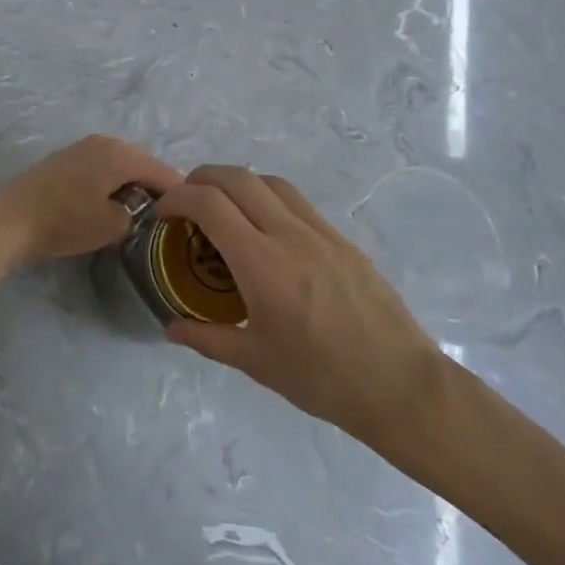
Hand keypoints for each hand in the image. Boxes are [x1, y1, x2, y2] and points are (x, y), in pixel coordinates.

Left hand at [0, 135, 181, 267]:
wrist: (11, 217)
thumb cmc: (65, 221)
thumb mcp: (111, 226)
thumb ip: (135, 215)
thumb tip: (136, 210)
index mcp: (122, 154)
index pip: (164, 172)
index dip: (180, 195)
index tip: (190, 217)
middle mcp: (105, 141)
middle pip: (143, 162)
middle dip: (156, 186)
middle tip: (165, 215)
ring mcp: (83, 146)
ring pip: (122, 163)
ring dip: (132, 182)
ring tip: (139, 211)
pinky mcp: (66, 157)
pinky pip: (103, 165)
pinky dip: (113, 180)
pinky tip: (110, 201)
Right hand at [153, 166, 449, 464]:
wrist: (400, 385)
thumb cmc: (322, 378)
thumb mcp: (256, 362)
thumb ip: (208, 338)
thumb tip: (170, 327)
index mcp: (262, 264)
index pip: (210, 204)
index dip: (178, 197)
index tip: (164, 212)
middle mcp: (290, 235)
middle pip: (238, 178)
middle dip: (203, 178)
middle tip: (186, 200)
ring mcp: (321, 233)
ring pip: (271, 182)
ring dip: (238, 183)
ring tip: (224, 207)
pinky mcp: (343, 240)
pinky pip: (298, 202)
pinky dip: (269, 198)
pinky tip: (266, 229)